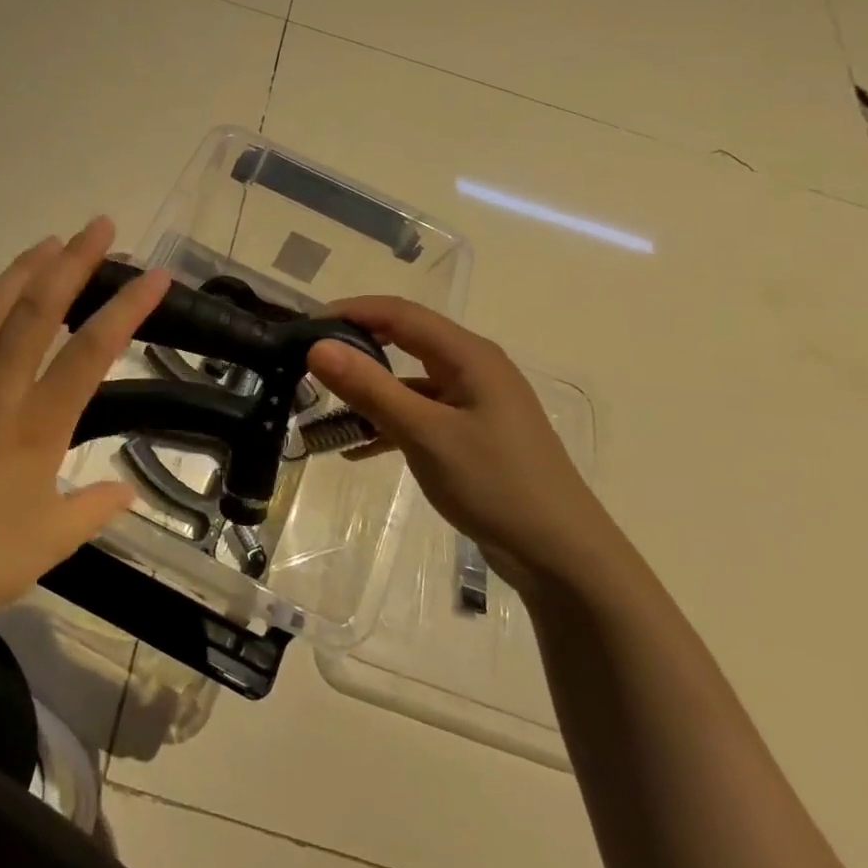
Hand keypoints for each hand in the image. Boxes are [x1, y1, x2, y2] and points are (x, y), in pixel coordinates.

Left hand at [0, 217, 170, 632]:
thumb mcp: (53, 540)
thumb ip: (95, 507)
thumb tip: (126, 489)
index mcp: (36, 426)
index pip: (91, 351)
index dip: (127, 308)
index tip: (155, 275)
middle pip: (36, 310)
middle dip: (73, 262)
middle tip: (99, 226)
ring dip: (22, 271)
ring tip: (49, 242)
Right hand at [307, 297, 623, 599]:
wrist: (561, 556)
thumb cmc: (495, 483)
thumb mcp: (424, 434)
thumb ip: (370, 388)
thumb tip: (317, 347)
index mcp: (468, 355)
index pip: (400, 313)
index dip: (351, 311)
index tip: (306, 325)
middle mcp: (472, 368)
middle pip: (404, 341)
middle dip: (356, 348)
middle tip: (310, 361)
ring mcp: (474, 402)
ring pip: (409, 382)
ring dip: (369, 393)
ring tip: (324, 408)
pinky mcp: (471, 433)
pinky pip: (420, 414)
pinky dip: (388, 424)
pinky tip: (356, 449)